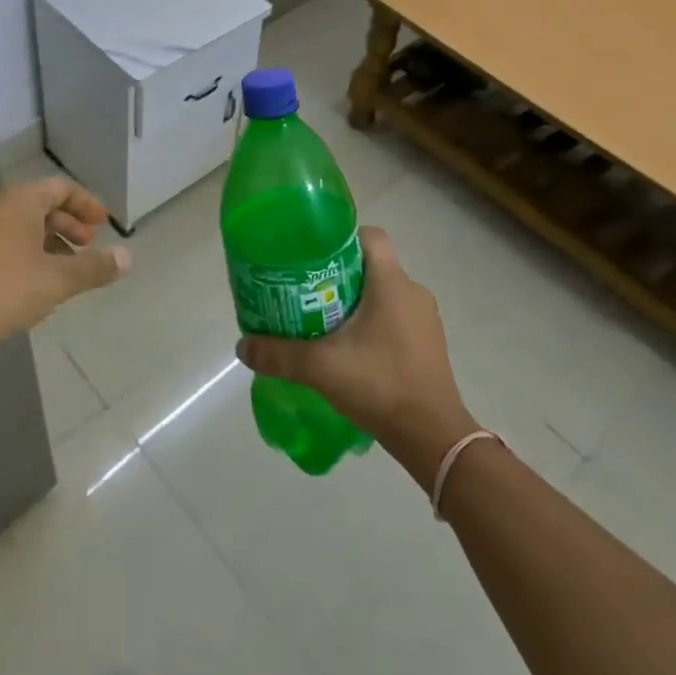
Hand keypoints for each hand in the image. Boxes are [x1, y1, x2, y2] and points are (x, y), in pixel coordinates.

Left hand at [0, 177, 130, 353]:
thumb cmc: (5, 290)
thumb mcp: (58, 280)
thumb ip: (95, 267)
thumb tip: (127, 258)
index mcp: (17, 200)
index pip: (59, 188)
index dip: (86, 204)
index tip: (104, 224)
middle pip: (40, 205)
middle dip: (68, 225)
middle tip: (88, 247)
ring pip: (21, 224)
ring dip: (49, 241)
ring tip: (66, 270)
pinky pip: (4, 239)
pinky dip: (27, 251)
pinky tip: (36, 282)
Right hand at [235, 227, 474, 483]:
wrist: (434, 438)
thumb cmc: (380, 385)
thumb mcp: (321, 368)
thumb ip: (279, 354)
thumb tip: (242, 346)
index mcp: (392, 282)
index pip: (370, 236)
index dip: (340, 238)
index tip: (312, 256)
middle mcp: (413, 292)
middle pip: (370, 266)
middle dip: (337, 274)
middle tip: (304, 291)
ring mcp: (424, 321)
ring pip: (382, 294)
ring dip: (353, 302)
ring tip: (320, 322)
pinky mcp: (427, 346)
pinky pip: (393, 319)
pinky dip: (370, 325)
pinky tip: (348, 350)